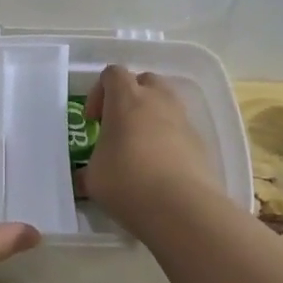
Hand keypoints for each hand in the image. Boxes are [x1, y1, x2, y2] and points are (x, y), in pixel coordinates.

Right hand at [81, 65, 224, 234]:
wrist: (181, 208)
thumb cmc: (127, 182)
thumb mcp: (93, 178)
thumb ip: (87, 169)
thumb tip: (82, 178)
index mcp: (126, 99)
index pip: (112, 74)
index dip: (99, 92)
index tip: (93, 121)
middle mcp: (157, 101)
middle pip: (145, 81)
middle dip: (130, 97)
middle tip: (118, 125)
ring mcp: (182, 120)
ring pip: (166, 103)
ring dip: (151, 116)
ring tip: (139, 147)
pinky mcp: (200, 143)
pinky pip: (180, 130)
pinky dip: (168, 140)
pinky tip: (159, 169)